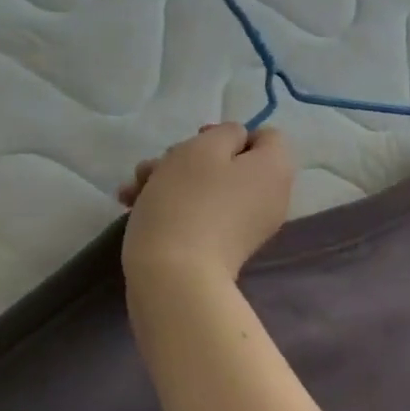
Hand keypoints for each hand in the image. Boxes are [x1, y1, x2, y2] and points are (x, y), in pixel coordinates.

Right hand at [118, 123, 293, 283]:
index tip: (197, 140)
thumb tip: (236, 143)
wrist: (176, 278)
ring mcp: (250, 224)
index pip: (265, 136)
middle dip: (188, 158)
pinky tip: (134, 207)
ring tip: (133, 190)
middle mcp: (272, 195)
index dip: (229, 133)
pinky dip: (176, 206)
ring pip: (211, 187)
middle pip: (233, 161)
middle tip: (156, 167)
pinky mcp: (227, 246)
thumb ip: (226, 133)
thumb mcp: (203, 148)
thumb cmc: (189, 201)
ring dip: (171, 180)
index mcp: (276, 169)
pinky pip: (206, 213)